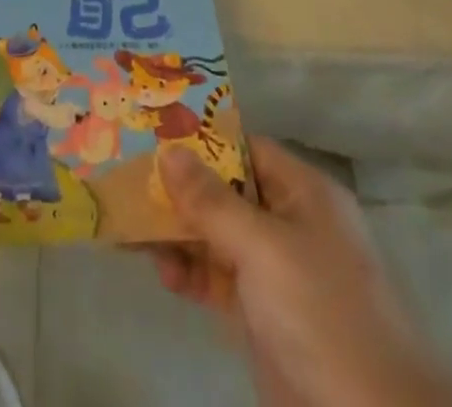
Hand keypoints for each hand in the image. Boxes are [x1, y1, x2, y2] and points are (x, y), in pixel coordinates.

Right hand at [152, 139, 451, 406]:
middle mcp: (291, 224)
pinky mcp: (264, 316)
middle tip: (129, 181)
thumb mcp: (263, 248)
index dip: (201, 140)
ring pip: (218, 237)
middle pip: (226, 192)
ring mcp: (277, 273)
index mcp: (303, 193)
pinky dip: (191, 273)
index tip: (153, 135)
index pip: (245, 148)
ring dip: (179, 233)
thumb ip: (212, 200)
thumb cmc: (322, 314)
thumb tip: (169, 151)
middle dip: (181, 189)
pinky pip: (219, 279)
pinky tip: (162, 273)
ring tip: (132, 230)